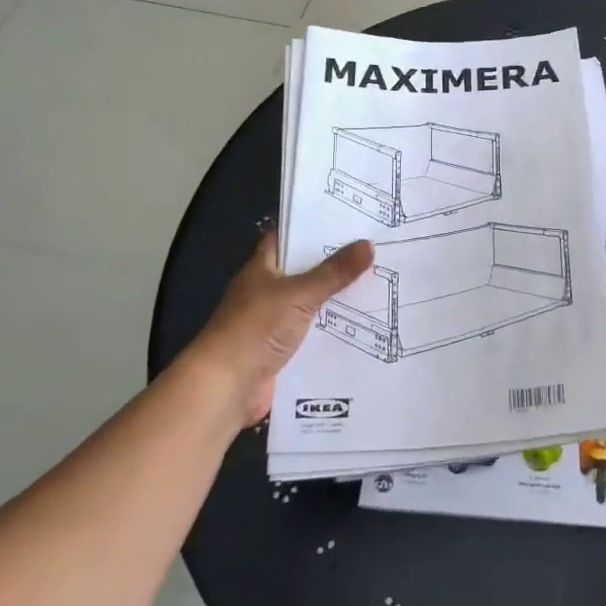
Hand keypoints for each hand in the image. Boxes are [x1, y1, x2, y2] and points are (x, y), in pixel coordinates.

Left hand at [184, 234, 374, 430]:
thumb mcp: (298, 294)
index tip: (349, 217)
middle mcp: (267, 290)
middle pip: (305, 270)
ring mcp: (274, 321)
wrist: (226, 387)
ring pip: (312, 302)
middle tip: (376, 249)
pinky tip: (364, 325)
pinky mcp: (283, 349)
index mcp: (262, 268)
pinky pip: (314, 332)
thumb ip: (334, 272)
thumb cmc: (255, 328)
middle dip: (336, 262)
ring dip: (338, 298)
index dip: (315, 226)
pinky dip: (334, 329)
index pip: (289, 236)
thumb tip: (368, 244)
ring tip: (380, 283)